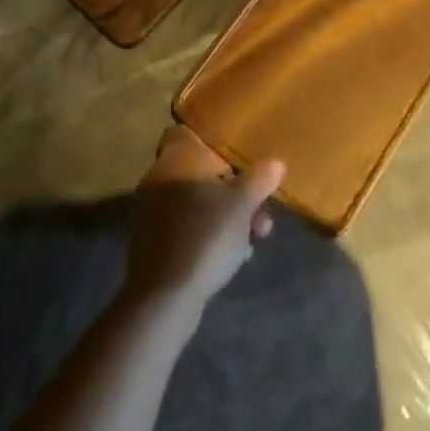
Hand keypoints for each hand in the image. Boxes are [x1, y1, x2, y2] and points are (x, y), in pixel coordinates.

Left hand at [125, 127, 284, 313]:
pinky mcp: (153, 242)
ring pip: (195, 200)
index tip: (235, 154)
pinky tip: (235, 253)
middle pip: (199, 171)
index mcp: (176, 158)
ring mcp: (153, 211)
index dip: (210, 140)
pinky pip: (186, 225)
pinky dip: (208, 231)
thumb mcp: (242, 204)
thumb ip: (260, 179)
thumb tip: (276, 162)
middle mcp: (160, 177)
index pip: (184, 132)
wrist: (164, 298)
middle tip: (259, 204)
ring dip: (225, 212)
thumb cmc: (205, 236)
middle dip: (232, 186)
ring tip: (257, 234)